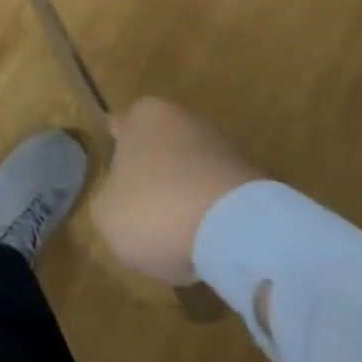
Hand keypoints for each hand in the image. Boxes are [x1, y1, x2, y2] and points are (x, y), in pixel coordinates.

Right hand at [91, 97, 265, 284]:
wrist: (237, 231)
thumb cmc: (156, 209)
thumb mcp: (105, 214)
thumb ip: (108, 199)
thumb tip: (121, 200)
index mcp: (144, 116)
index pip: (121, 125)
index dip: (116, 150)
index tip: (114, 175)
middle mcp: (185, 119)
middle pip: (160, 147)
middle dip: (153, 174)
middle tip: (142, 211)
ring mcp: (224, 148)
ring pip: (192, 172)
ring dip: (184, 196)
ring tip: (178, 237)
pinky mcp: (256, 180)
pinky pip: (220, 198)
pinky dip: (213, 217)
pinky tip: (208, 245)